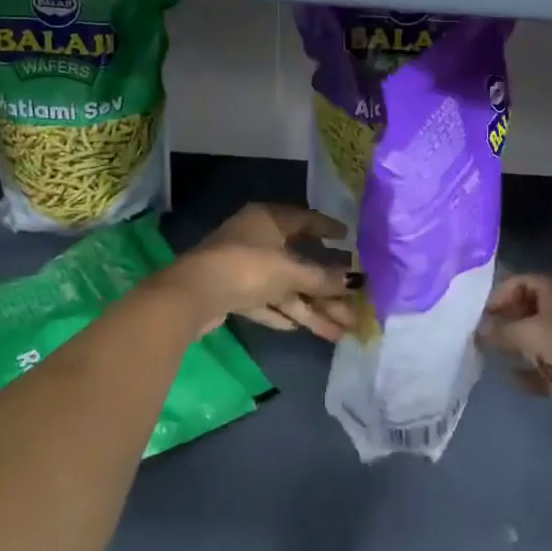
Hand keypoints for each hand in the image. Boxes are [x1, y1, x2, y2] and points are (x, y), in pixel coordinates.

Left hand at [161, 203, 357, 340]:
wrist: (193, 295)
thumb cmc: (247, 267)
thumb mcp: (290, 271)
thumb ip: (323, 278)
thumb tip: (358, 281)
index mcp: (270, 219)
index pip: (306, 220)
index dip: (328, 229)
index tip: (349, 239)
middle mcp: (258, 239)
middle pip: (299, 263)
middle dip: (326, 288)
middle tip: (354, 305)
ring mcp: (243, 267)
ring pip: (285, 288)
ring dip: (311, 309)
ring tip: (340, 331)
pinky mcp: (233, 293)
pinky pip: (266, 302)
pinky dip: (283, 313)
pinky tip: (301, 328)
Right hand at [476, 274, 551, 435]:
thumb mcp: (527, 334)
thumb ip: (499, 330)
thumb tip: (477, 329)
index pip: (522, 282)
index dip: (500, 293)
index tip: (481, 312)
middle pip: (527, 309)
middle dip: (504, 319)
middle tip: (481, 333)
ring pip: (533, 338)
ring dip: (513, 345)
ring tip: (488, 353)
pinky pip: (540, 366)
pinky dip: (525, 371)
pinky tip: (508, 377)